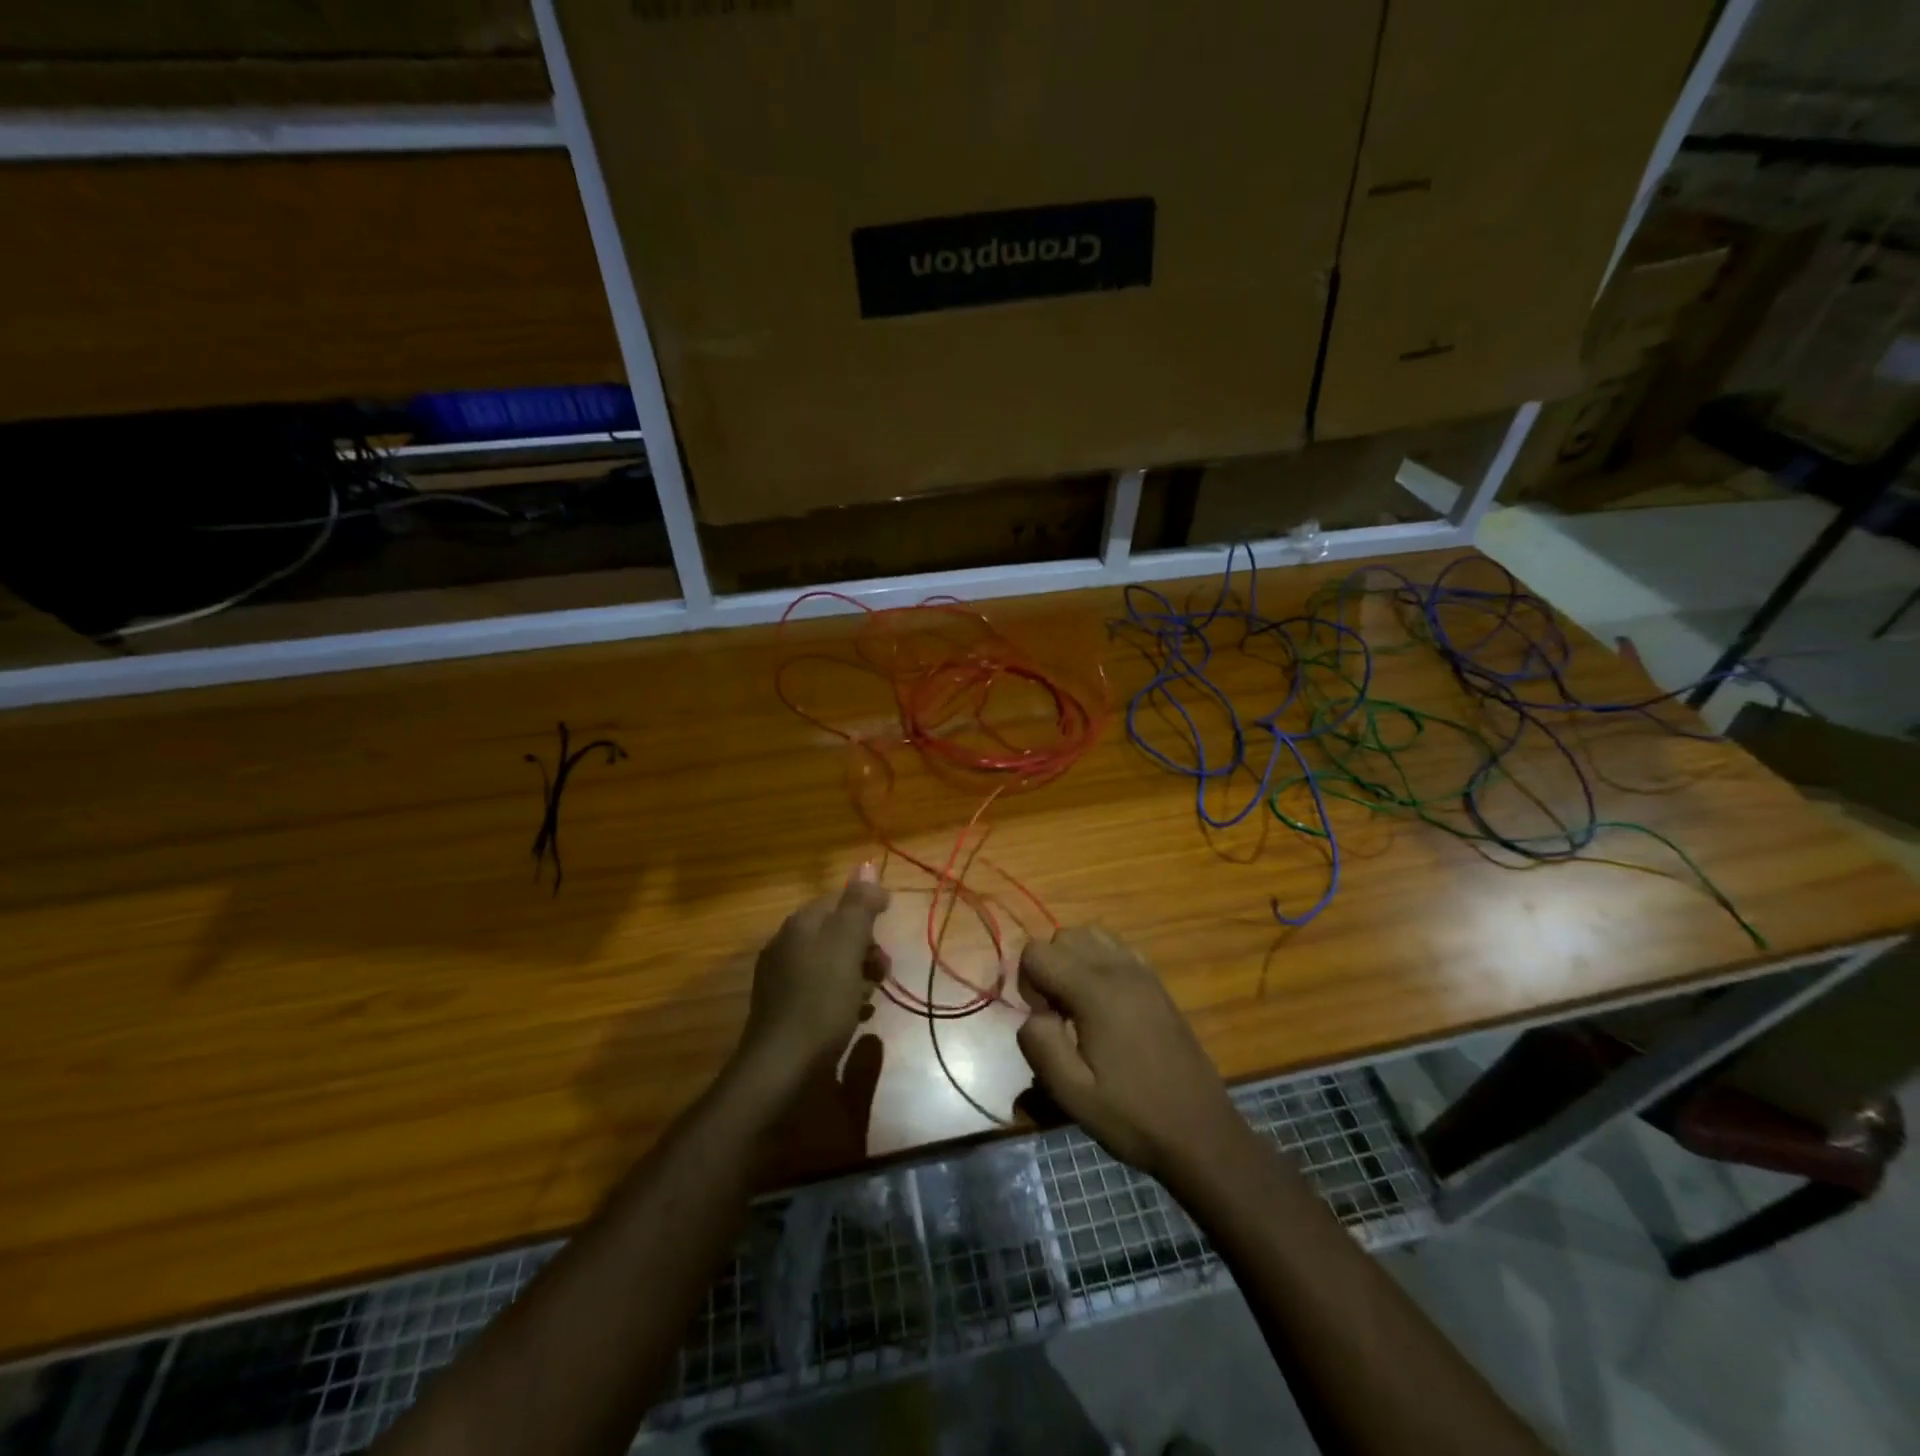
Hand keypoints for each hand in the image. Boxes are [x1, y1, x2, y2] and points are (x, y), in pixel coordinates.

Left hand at [733, 872, 890, 1093]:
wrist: (781, 1068)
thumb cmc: (820, 1001)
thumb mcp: (847, 945)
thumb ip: (859, 904)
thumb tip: (868, 863)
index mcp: (800, 924)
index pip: (839, 900)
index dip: (868, 911)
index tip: (890, 932)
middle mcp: (785, 944)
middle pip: (836, 932)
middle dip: (865, 948)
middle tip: (883, 972)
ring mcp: (780, 978)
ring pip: (830, 962)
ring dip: (856, 974)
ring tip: (871, 998)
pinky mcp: (782, 1009)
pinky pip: (819, 989)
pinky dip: (840, 997)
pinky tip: (852, 1016)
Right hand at [1017, 925, 1248, 1186]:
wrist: (1200, 1133)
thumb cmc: (1133, 1116)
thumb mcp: (1073, 1094)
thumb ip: (1040, 1045)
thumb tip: (1032, 1015)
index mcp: (1094, 990)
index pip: (1037, 952)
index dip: (1028, 984)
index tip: (1044, 1022)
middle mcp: (1118, 968)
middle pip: (1063, 937)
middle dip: (1049, 968)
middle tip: (1058, 1017)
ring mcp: (1142, 972)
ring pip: (1091, 935)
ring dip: (1073, 960)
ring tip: (1078, 1006)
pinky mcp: (1156, 983)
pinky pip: (1117, 949)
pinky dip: (1100, 962)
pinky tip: (1105, 1005)